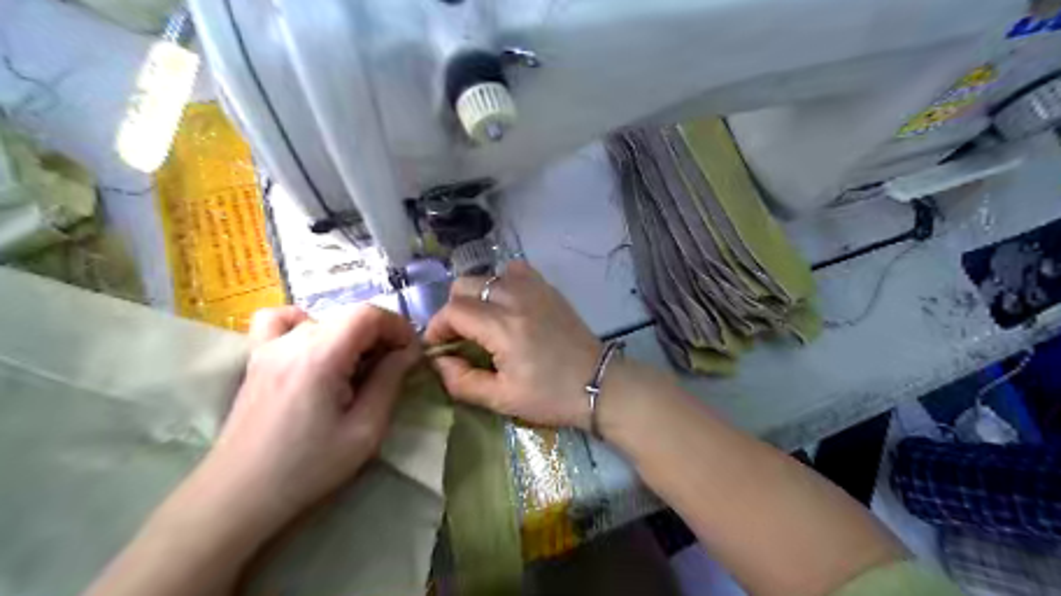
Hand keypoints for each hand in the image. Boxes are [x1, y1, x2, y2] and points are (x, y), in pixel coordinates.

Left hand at [194, 304, 419, 528]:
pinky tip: (315, 349)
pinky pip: (281, 321)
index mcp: (320, 356)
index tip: (411, 354)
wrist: (240, 495)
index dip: (397, 327)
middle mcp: (292, 341)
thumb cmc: (308, 467)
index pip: (368, 314)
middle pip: (349, 315)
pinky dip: (305, 324)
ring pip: (323, 318)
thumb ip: (390, 381)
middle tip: (392, 367)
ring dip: (350, 334)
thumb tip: (409, 352)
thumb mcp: (366, 430)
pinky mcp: (256, 358)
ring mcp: (268, 346)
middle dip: (380, 334)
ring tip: (355, 364)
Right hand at [426, 260, 603, 426]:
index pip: (453, 310)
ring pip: (487, 275)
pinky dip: (502, 282)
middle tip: (459, 335)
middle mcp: (516, 298)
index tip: (438, 347)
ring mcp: (534, 288)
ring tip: (482, 321)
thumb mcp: (502, 399)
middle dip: (452, 309)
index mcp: (503, 327)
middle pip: (464, 284)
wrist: (598, 383)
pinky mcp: (548, 288)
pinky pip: (514, 270)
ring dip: (475, 295)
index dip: (436, 327)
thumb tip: (438, 362)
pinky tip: (507, 304)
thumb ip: (462, 381)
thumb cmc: (551, 396)